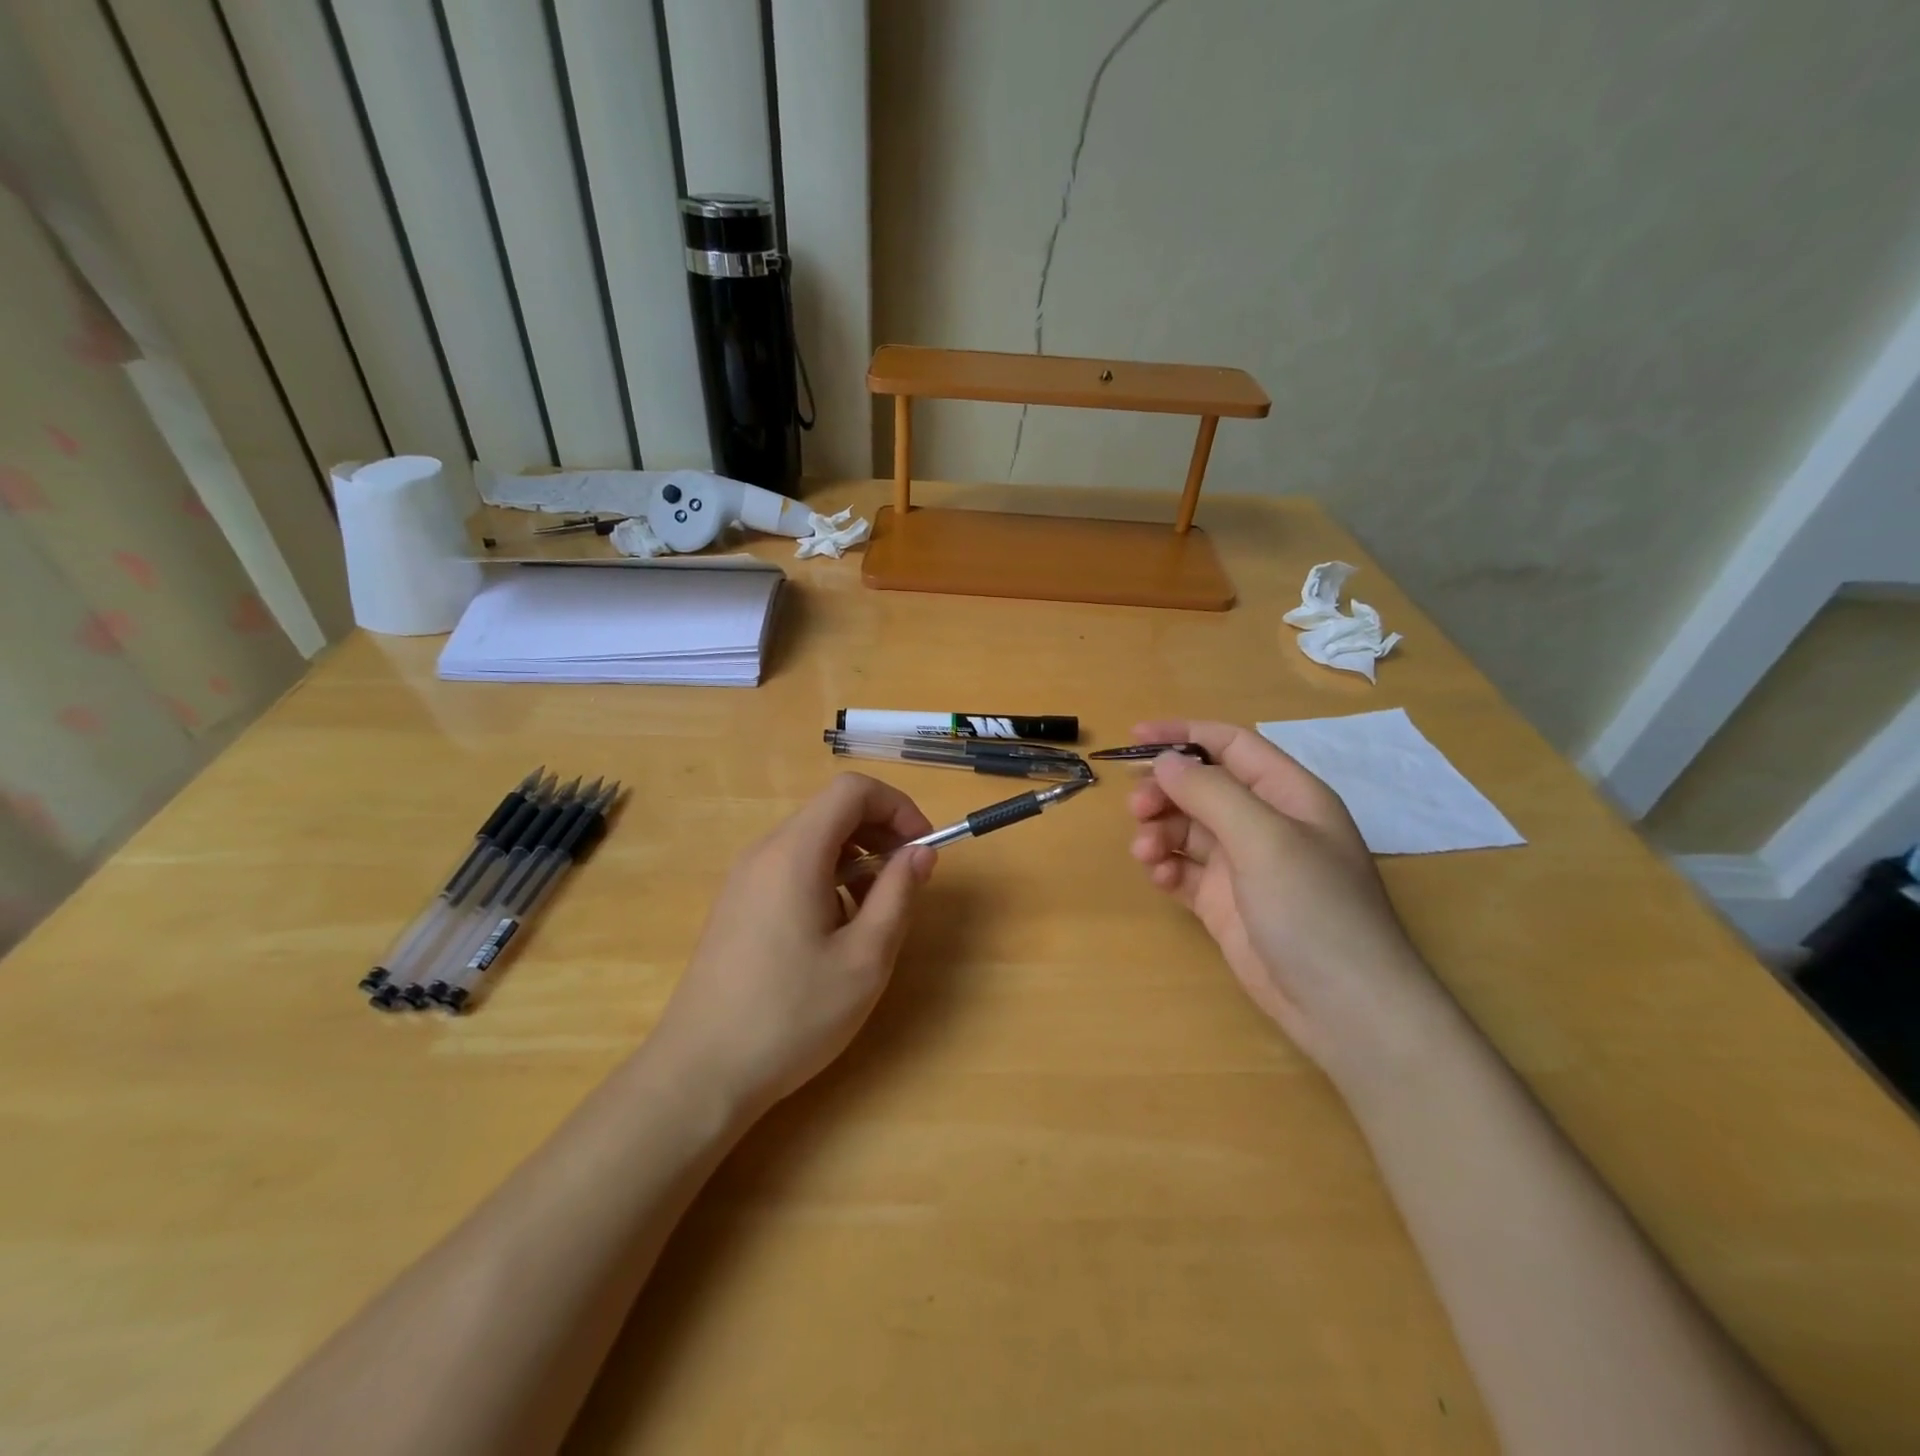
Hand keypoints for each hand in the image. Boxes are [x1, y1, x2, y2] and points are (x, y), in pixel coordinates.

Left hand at [654, 773, 935, 1112]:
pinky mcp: (737, 905)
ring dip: (855, 859)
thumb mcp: (865, 958)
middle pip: (831, 811)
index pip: (852, 790)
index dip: (897, 806)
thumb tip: (920, 851)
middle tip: (907, 881)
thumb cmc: (792, 1015)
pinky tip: (833, 932)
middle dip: (880, 832)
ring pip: (813, 841)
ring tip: (873, 914)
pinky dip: (827, 878)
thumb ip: (898, 894)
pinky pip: (791, 868)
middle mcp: (764, 852)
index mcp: (795, 853)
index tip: (922, 848)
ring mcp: (744, 878)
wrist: (700, 1073)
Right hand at [1127, 719, 1437, 1074]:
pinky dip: (1165, 866)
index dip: (1183, 734)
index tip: (1135, 736)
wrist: (1344, 1008)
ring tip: (1145, 851)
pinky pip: (1183, 869)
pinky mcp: (1224, 902)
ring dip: (1160, 831)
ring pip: (1187, 828)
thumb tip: (1165, 761)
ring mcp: (1243, 865)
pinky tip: (1159, 876)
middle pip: (1201, 787)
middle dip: (1165, 791)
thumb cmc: (1314, 909)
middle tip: (1137, 809)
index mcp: (1288, 795)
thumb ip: (1211, 793)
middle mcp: (1265, 823)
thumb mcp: (1265, 839)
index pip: (1230, 745)